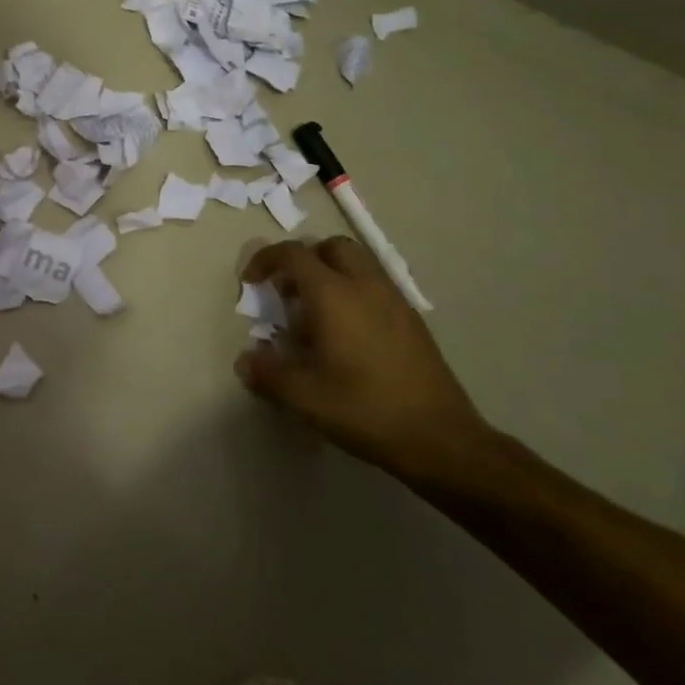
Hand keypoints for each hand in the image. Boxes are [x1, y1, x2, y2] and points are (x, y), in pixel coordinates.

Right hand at [237, 236, 489, 481]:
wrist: (439, 438)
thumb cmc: (364, 408)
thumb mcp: (303, 396)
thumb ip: (267, 373)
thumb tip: (245, 361)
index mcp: (334, 294)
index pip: (293, 254)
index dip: (266, 260)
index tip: (250, 282)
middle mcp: (365, 285)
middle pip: (330, 247)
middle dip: (303, 260)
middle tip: (287, 292)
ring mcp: (394, 300)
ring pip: (358, 264)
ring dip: (330, 275)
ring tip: (314, 315)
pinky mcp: (412, 320)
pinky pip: (375, 287)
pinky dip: (353, 293)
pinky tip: (346, 335)